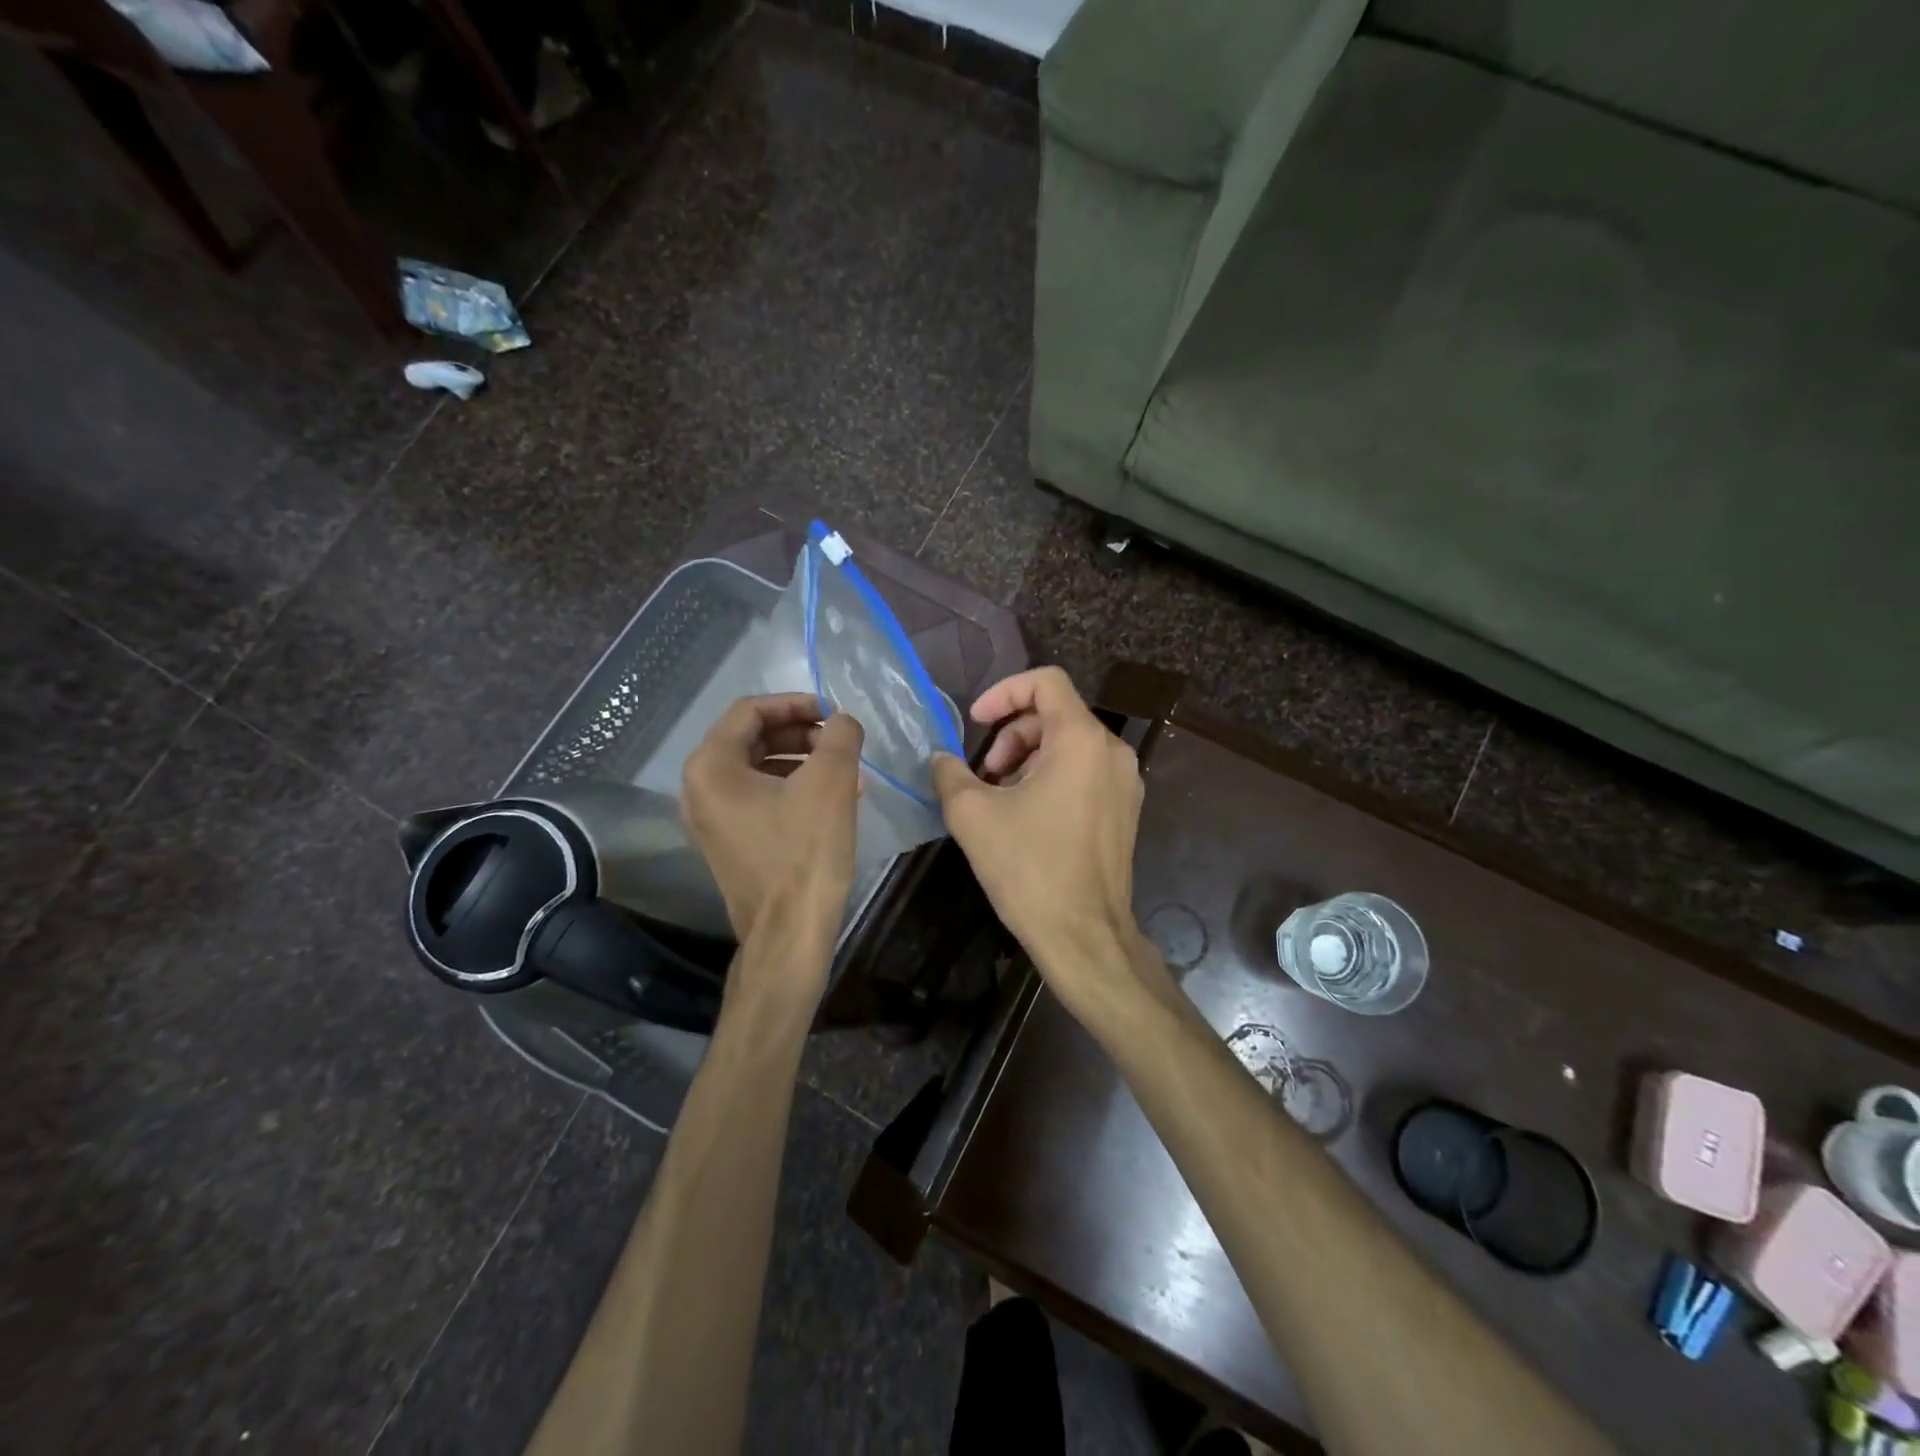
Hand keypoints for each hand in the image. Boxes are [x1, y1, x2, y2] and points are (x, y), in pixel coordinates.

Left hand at [682, 694, 863, 949]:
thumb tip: (843, 721)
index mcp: (711, 766)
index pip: (751, 711)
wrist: (790, 933)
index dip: (796, 703)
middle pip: (752, 738)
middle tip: (840, 742)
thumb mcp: (831, 782)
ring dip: (803, 761)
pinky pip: (759, 798)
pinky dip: (794, 788)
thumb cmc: (805, 852)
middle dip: (801, 733)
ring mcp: (711, 819)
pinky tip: (833, 799)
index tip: (834, 713)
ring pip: (759, 769)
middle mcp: (699, 789)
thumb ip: (841, 735)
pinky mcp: (729, 843)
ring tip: (846, 771)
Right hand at [932, 668, 1152, 1011]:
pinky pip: (1085, 771)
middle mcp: (1112, 752)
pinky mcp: (1125, 809)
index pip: (1046, 681)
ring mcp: (1125, 782)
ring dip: (1028, 757)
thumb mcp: (973, 816)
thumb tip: (941, 758)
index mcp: (1081, 740)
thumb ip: (950, 773)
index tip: (976, 721)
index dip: (1004, 691)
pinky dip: (1051, 776)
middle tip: (983, 773)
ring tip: (1000, 797)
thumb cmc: (1029, 869)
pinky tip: (1026, 815)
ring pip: (1069, 744)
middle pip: (1056, 714)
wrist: (1085, 936)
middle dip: (1012, 734)